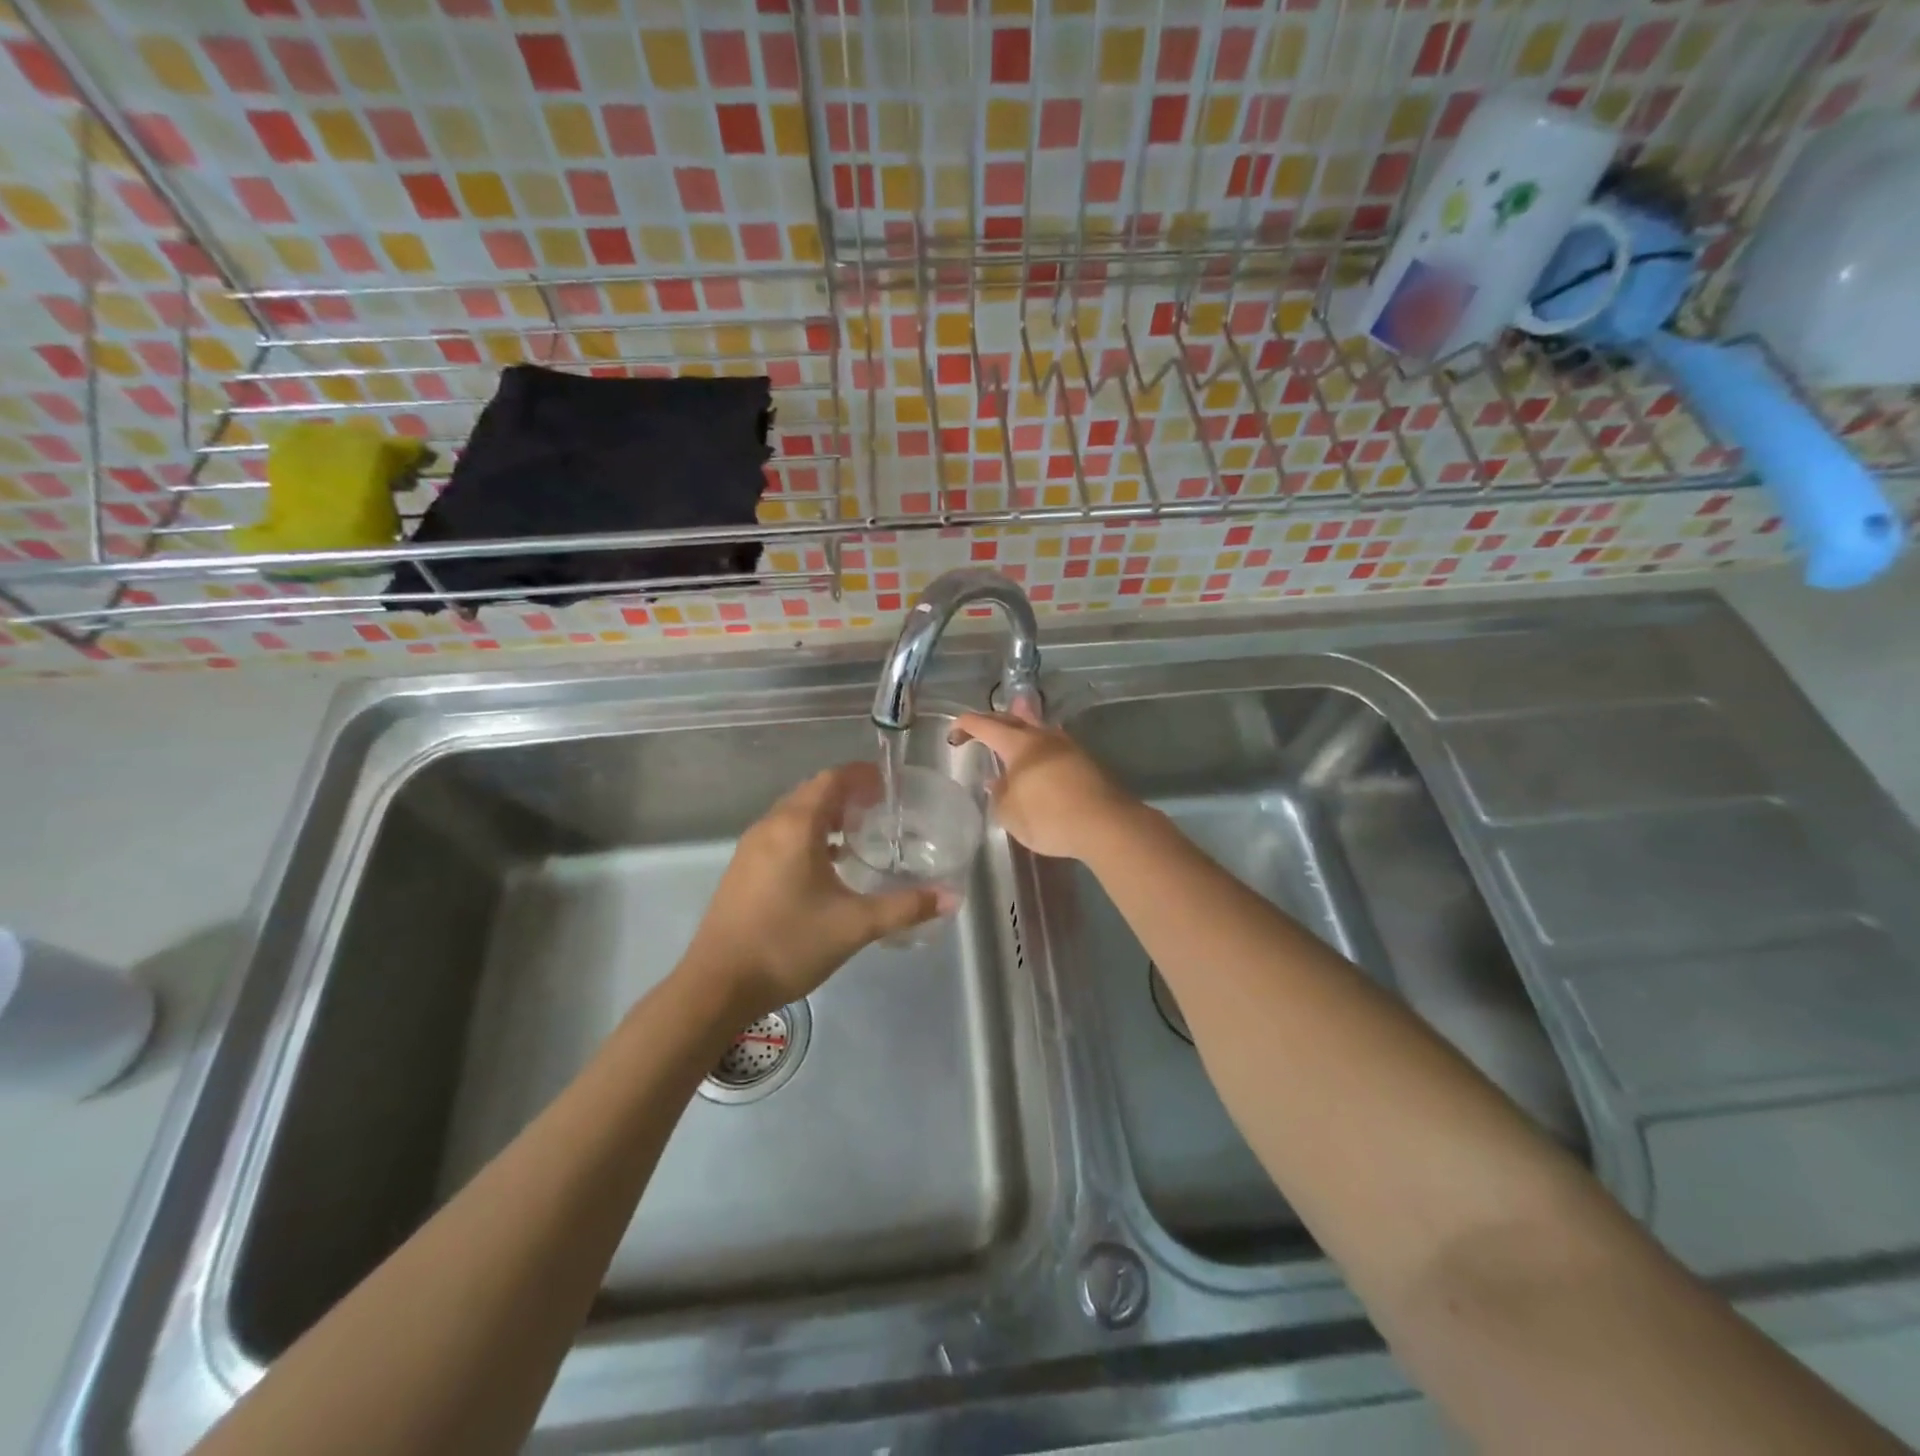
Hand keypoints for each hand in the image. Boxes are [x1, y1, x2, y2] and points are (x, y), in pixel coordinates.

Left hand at [682, 764, 941, 1017]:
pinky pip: (781, 835)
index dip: (862, 775)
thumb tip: (951, 897)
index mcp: (796, 827)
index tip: (891, 785)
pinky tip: (827, 865)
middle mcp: (771, 826)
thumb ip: (905, 907)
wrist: (717, 984)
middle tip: (882, 808)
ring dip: (826, 815)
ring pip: (794, 814)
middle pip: (812, 792)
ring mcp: (751, 847)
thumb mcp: (854, 926)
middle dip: (847, 793)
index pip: (832, 780)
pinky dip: (808, 835)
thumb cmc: (788, 944)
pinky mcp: (743, 869)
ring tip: (860, 834)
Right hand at [949, 706, 1139, 860]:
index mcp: (1019, 743)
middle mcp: (1043, 737)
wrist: (1105, 825)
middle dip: (993, 720)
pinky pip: (1054, 747)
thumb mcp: (1010, 812)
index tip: (953, 733)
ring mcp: (1068, 747)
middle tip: (979, 729)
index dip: (966, 725)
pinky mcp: (1086, 762)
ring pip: (1038, 729)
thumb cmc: (1048, 816)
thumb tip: (997, 782)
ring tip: (1011, 733)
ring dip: (1021, 729)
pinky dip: (1039, 749)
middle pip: (1014, 718)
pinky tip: (1038, 762)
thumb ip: (999, 794)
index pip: (985, 725)